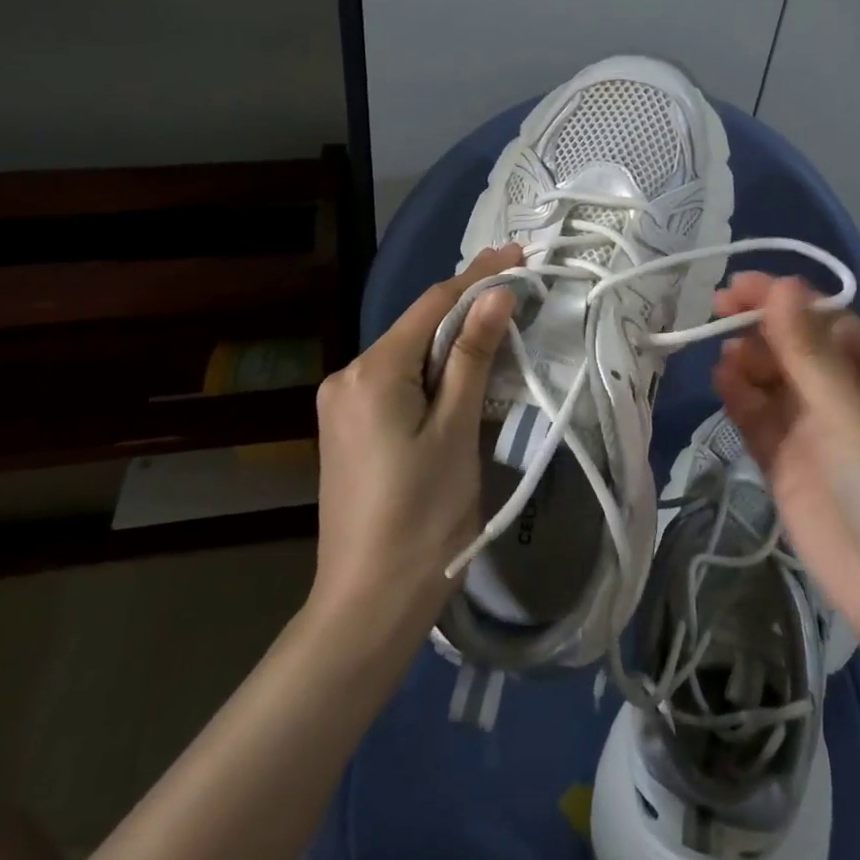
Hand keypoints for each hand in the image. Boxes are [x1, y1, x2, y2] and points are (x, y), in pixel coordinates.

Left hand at [309, 246, 520, 639]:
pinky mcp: (347, 429)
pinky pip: (395, 383)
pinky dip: (431, 372)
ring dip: (450, 341)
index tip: (518, 255)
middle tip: (517, 291)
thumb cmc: (423, 518)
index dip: (477, 276)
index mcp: (371, 371)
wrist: (367, 605)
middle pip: (416, 327)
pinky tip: (460, 373)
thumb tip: (497, 293)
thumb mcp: (456, 430)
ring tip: (499, 327)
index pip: (432, 304)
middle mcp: (347, 376)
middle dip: (466, 308)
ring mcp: (341, 405)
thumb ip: (472, 356)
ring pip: (406, 356)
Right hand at [710, 274, 859, 654]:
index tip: (739, 287)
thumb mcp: (852, 414)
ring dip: (749, 362)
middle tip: (718, 312)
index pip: (827, 321)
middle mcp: (848, 396)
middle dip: (761, 327)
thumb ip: (809, 352)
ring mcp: (816, 431)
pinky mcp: (788, 463)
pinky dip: (741, 398)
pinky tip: (723, 382)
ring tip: (725, 356)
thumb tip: (781, 285)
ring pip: (774, 381)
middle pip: (797, 347)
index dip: (784, 300)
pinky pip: (760, 418)